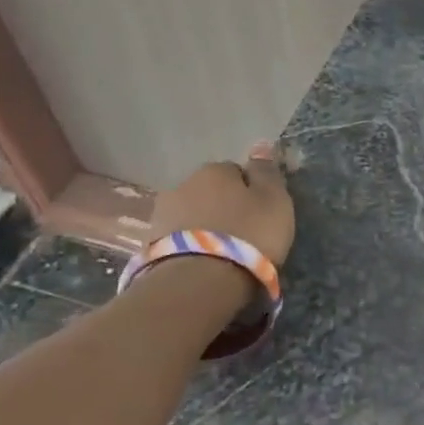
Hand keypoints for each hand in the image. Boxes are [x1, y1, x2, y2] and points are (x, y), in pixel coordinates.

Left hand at [145, 143, 295, 265]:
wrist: (198, 281)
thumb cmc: (247, 235)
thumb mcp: (274, 201)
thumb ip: (267, 172)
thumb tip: (260, 143)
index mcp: (214, 170)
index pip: (236, 171)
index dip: (251, 191)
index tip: (261, 212)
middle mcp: (183, 184)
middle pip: (211, 192)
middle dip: (224, 207)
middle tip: (243, 233)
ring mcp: (162, 214)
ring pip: (192, 214)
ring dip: (205, 226)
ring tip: (222, 251)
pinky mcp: (150, 245)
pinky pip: (179, 238)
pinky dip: (191, 245)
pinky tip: (204, 262)